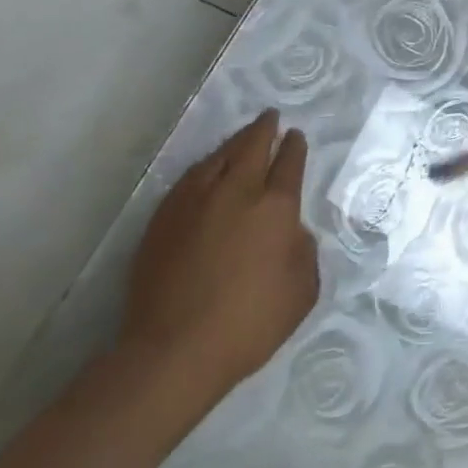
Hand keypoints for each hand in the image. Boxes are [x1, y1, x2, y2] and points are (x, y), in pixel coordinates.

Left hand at [119, 110, 319, 399]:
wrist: (174, 350)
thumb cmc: (250, 323)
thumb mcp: (302, 290)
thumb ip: (304, 251)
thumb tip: (291, 231)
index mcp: (276, 208)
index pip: (289, 164)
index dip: (295, 147)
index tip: (296, 135)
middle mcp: (236, 193)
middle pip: (252, 147)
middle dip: (265, 129)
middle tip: (271, 117)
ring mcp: (195, 202)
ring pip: (218, 157)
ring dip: (234, 143)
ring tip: (242, 137)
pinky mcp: (163, 219)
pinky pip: (190, 179)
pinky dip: (205, 166)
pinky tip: (208, 169)